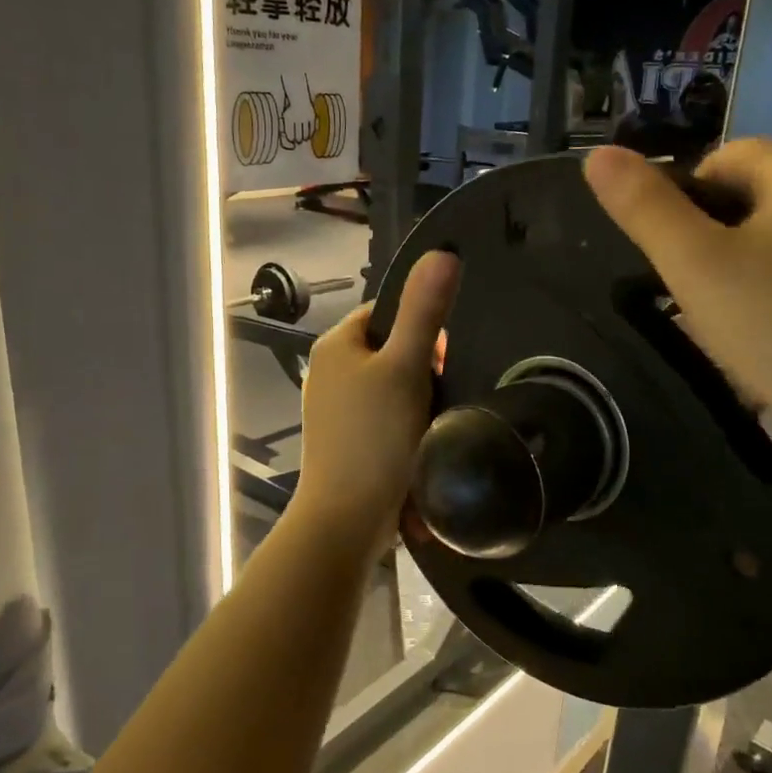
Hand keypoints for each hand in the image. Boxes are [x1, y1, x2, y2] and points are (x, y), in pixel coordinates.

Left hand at [291, 252, 459, 553]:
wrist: (347, 519)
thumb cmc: (376, 437)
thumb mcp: (407, 367)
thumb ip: (424, 311)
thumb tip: (443, 253)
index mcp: (336, 346)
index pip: (386, 314)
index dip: (422, 332)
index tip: (441, 363)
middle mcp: (327, 373)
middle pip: (391, 353)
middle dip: (422, 374)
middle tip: (437, 402)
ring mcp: (333, 412)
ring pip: (390, 391)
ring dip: (417, 406)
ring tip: (429, 430)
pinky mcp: (343, 444)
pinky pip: (382, 423)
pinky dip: (403, 433)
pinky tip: (416, 452)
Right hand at [584, 142, 771, 472]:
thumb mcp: (698, 269)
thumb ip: (645, 210)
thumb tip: (597, 154)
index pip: (723, 158)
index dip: (686, 205)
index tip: (680, 265)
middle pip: (763, 199)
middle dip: (724, 243)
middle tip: (708, 306)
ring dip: (763, 273)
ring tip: (751, 334)